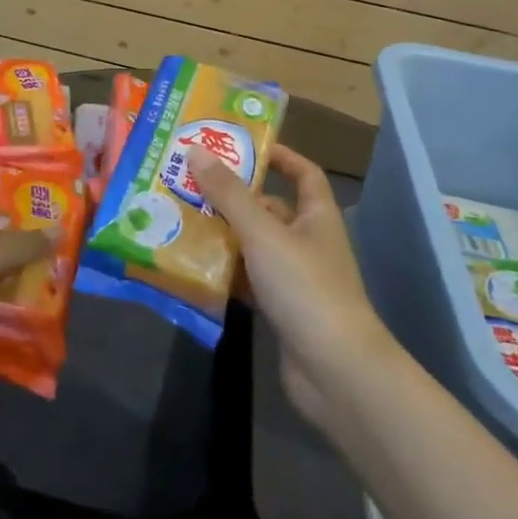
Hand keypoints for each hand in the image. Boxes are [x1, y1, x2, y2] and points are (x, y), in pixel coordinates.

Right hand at [194, 144, 393, 429]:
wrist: (336, 372)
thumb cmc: (305, 287)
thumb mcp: (263, 233)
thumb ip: (229, 194)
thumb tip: (196, 150)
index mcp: (316, 216)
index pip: (303, 173)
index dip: (279, 156)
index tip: (242, 145)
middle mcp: (308, 241)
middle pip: (269, 208)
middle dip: (234, 196)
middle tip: (190, 182)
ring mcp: (295, 277)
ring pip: (254, 244)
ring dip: (224, 234)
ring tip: (181, 218)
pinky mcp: (281, 308)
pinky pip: (248, 279)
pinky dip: (225, 271)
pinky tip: (193, 265)